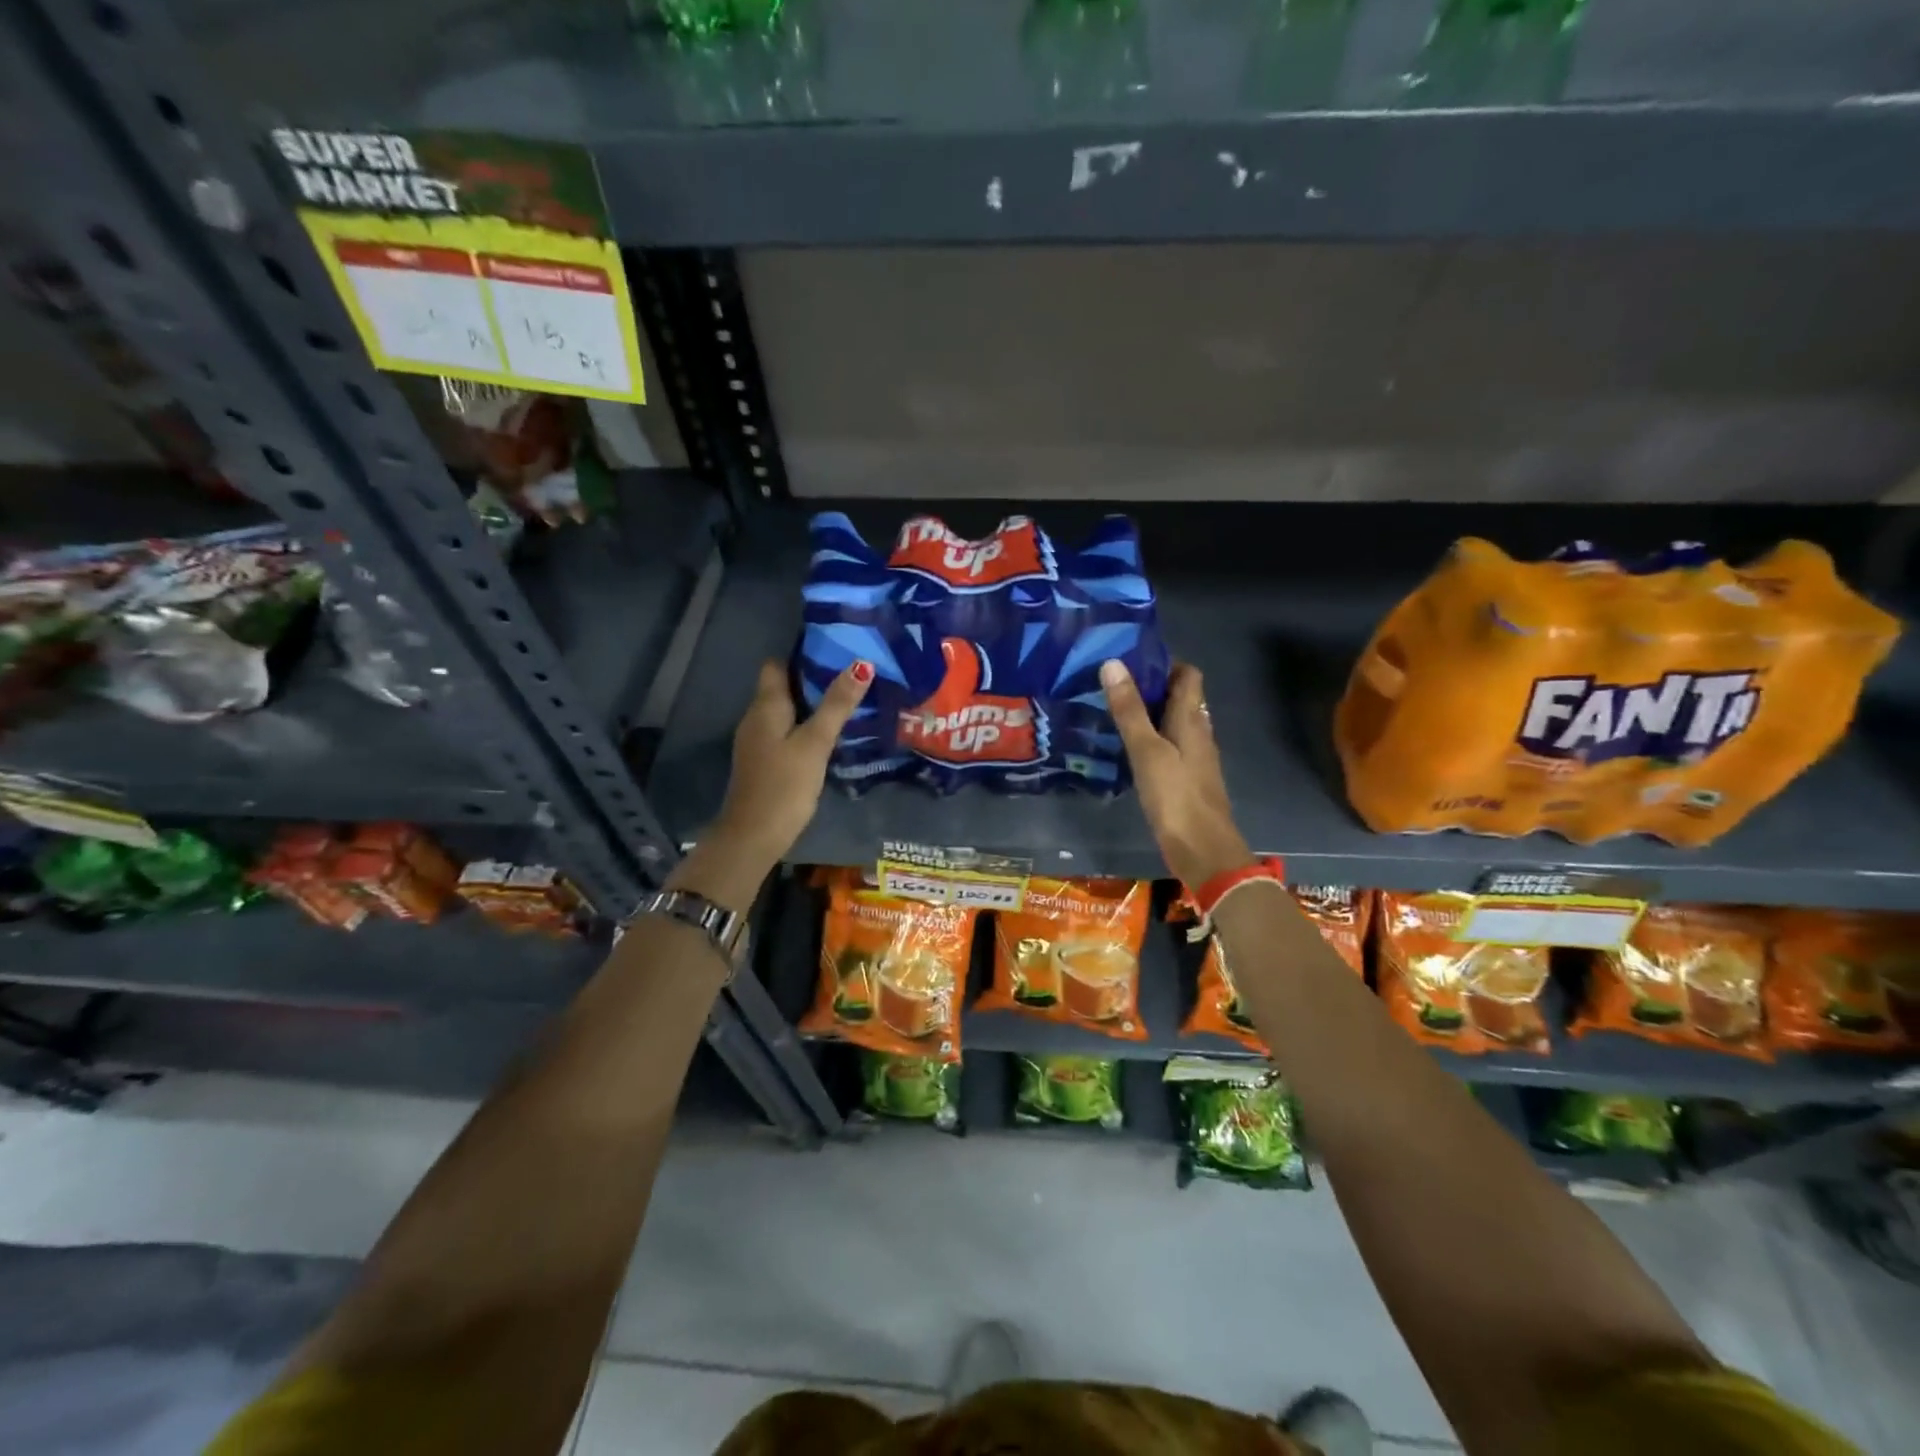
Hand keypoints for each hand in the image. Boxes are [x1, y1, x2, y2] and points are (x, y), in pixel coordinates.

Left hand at [707, 658, 871, 867]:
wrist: (753, 836)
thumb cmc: (784, 784)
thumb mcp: (815, 742)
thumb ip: (837, 705)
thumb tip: (860, 664)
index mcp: (765, 706)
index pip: (777, 665)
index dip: (802, 655)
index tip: (834, 649)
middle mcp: (757, 718)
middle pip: (783, 687)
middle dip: (813, 679)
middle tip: (852, 674)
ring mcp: (758, 742)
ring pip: (786, 712)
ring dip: (812, 705)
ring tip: (848, 700)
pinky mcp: (765, 762)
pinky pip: (787, 733)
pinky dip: (806, 727)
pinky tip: (830, 735)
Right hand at [1101, 658, 1251, 888]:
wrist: (1204, 851)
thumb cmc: (1176, 797)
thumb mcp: (1146, 750)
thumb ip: (1129, 709)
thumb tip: (1113, 663)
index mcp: (1192, 719)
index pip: (1188, 675)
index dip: (1164, 662)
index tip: (1130, 658)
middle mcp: (1198, 732)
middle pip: (1180, 697)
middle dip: (1150, 686)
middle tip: (1111, 682)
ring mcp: (1195, 757)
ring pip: (1173, 722)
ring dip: (1149, 713)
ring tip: (1113, 710)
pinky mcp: (1187, 778)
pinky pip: (1169, 746)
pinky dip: (1151, 738)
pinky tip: (1128, 748)